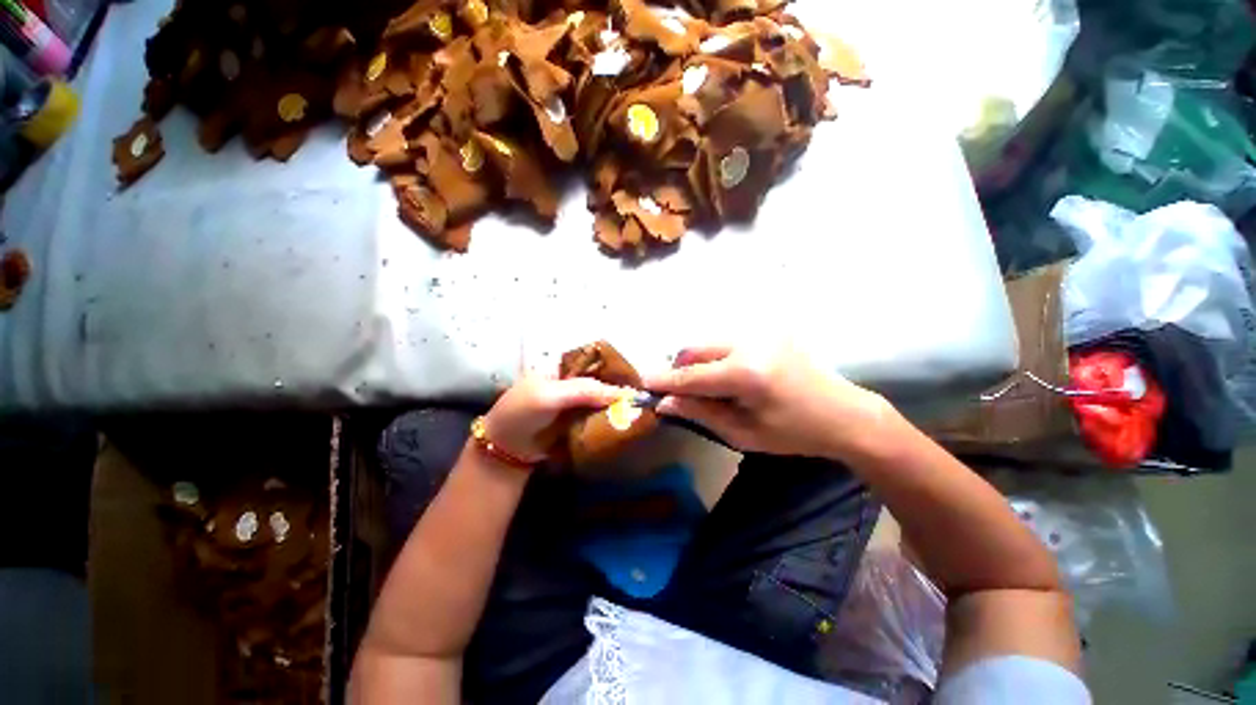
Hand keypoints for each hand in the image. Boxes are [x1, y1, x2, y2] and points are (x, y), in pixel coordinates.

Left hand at [482, 375, 629, 462]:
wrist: (507, 450)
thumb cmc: (523, 412)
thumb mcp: (551, 396)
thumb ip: (585, 391)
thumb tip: (623, 393)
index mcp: (563, 367)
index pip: (595, 361)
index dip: (615, 366)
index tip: (636, 376)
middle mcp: (573, 382)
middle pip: (602, 381)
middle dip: (619, 388)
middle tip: (642, 396)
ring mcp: (577, 403)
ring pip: (602, 400)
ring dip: (617, 405)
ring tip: (640, 409)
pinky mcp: (579, 421)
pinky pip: (598, 417)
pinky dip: (610, 419)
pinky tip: (627, 421)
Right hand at [645, 345, 893, 459]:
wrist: (845, 413)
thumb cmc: (795, 432)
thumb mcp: (744, 433)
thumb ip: (701, 413)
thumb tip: (665, 403)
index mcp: (746, 374)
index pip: (692, 375)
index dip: (664, 380)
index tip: (642, 382)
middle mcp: (749, 344)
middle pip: (695, 349)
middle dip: (680, 369)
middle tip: (677, 391)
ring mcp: (760, 333)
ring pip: (708, 342)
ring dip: (696, 362)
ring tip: (703, 386)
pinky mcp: (766, 331)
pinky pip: (725, 341)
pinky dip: (714, 357)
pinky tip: (724, 376)